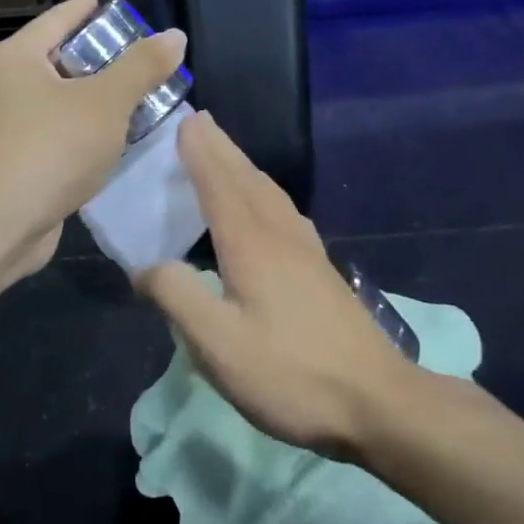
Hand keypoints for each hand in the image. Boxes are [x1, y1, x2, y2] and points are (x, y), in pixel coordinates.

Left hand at [0, 0, 186, 272]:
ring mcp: (11, 128)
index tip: (108, 3)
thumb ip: (142, 67)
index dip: (86, 10)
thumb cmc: (53, 146)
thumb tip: (174, 36)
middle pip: (60, 60)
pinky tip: (118, 141)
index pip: (57, 19)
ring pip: (63, 103)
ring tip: (140, 98)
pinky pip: (61, 136)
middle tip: (141, 57)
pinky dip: (88, 134)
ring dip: (97, 101)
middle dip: (101, 59)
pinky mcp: (21, 163)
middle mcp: (8, 87)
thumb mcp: (107, 100)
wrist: (5, 220)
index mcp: (19, 57)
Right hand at [138, 113, 418, 455]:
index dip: (201, 153)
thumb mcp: (217, 344)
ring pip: (271, 195)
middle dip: (222, 149)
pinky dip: (264, 195)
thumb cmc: (290, 373)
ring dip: (244, 168)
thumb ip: (177, 296)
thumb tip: (146, 267)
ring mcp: (308, 254)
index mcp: (252, 245)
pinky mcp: (322, 274)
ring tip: (226, 157)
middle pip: (248, 180)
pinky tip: (267, 211)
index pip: (220, 185)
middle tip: (200, 122)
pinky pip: (285, 214)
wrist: (377, 402)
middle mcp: (282, 237)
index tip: (185, 120)